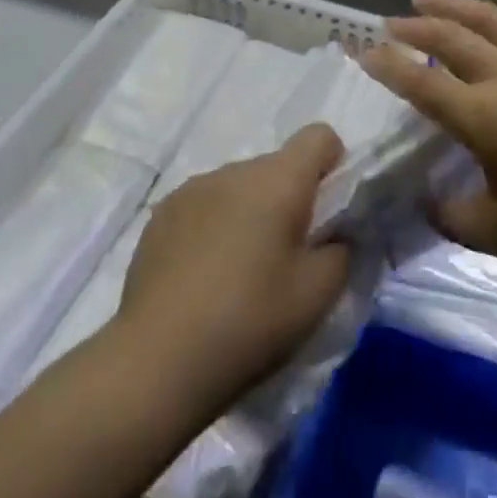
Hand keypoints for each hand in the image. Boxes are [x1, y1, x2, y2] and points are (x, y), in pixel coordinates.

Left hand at [117, 126, 348, 403]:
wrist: (156, 361)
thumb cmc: (248, 321)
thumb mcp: (317, 295)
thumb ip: (340, 250)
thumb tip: (334, 235)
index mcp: (277, 180)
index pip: (319, 136)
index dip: (333, 165)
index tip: (328, 212)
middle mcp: (233, 171)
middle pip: (277, 166)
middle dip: (290, 199)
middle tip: (287, 257)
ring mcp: (191, 189)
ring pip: (239, 187)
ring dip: (250, 212)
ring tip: (240, 272)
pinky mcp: (161, 215)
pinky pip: (204, 205)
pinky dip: (215, 227)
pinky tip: (203, 277)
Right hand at [360, 0, 496, 290]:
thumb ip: (451, 215)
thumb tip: (427, 200)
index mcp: (484, 120)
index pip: (422, 85)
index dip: (389, 67)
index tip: (365, 52)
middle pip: (451, 42)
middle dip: (415, 29)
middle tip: (389, 21)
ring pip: (490, 21)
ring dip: (453, 4)